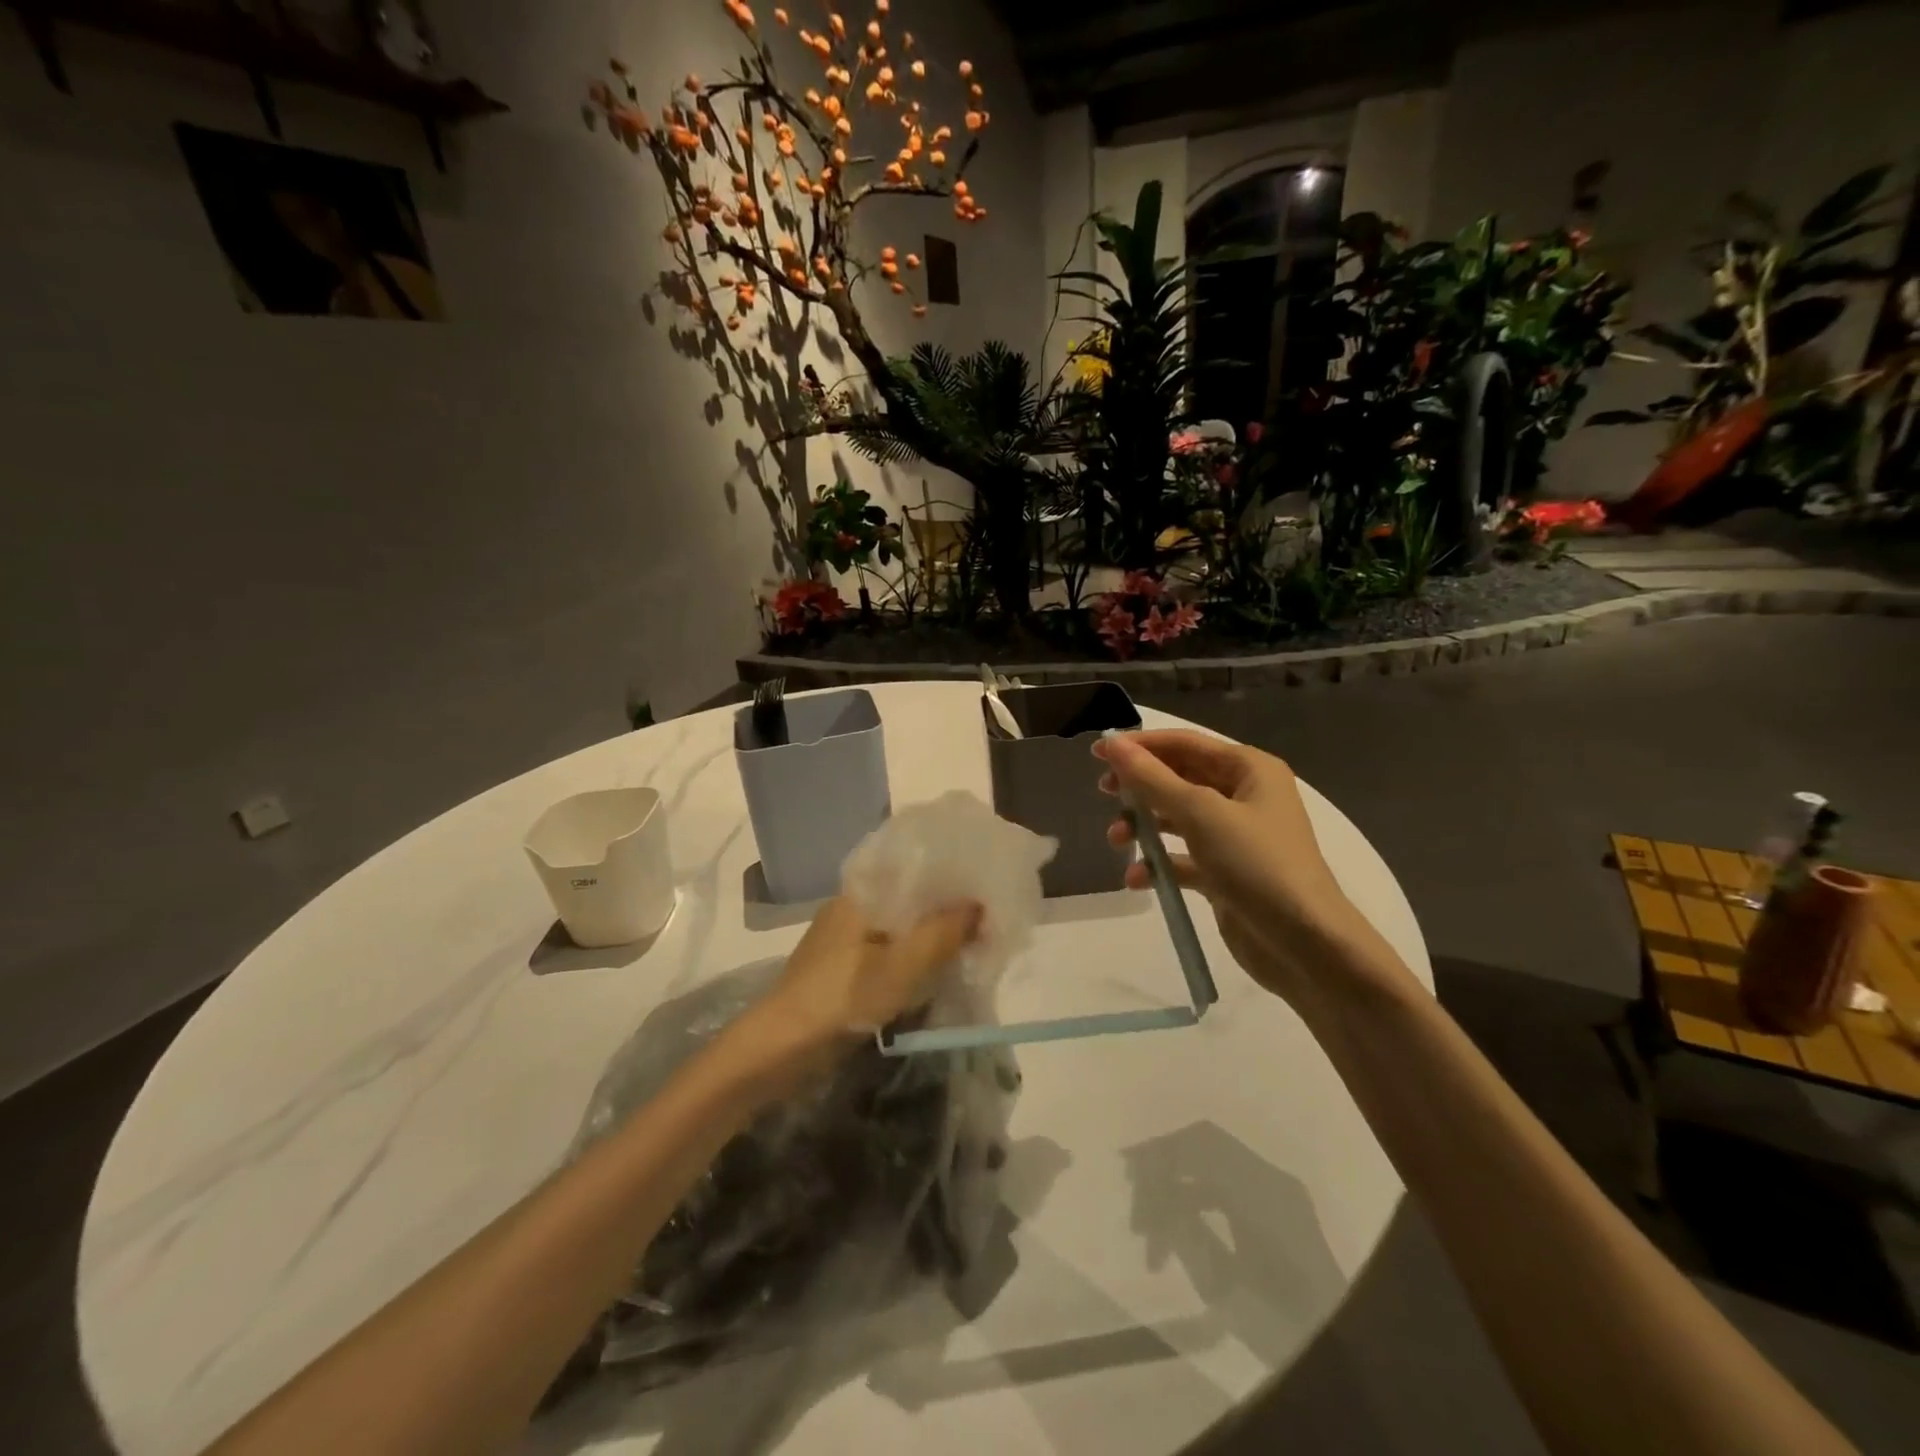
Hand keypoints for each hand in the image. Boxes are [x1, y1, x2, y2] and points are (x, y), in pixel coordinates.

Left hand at [762, 895, 982, 1046]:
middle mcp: (850, 907)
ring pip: (897, 925)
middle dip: (943, 907)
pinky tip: (932, 967)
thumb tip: (979, 905)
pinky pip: (886, 948)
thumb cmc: (842, 997)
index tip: (981, 883)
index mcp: (859, 894)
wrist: (780, 1048)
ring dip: (928, 933)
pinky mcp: (840, 966)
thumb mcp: (902, 966)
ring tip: (967, 940)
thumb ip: (942, 933)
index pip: (911, 867)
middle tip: (983, 917)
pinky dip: (910, 954)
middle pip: (906, 897)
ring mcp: (843, 938)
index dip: (947, 873)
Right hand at [1093, 730, 1401, 1005]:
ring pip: (1176, 818)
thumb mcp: (1200, 814)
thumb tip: (1113, 744)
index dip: (1140, 745)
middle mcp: (1244, 796)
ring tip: (1117, 840)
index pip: (1184, 744)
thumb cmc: (1256, 864)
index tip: (1097, 752)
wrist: (1305, 944)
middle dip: (1140, 788)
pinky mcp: (1225, 872)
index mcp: (1249, 768)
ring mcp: (1235, 836)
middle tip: (1104, 794)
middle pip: (1178, 778)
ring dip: (1144, 826)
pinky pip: (1183, 857)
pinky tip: (1139, 878)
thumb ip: (1152, 779)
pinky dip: (1159, 864)